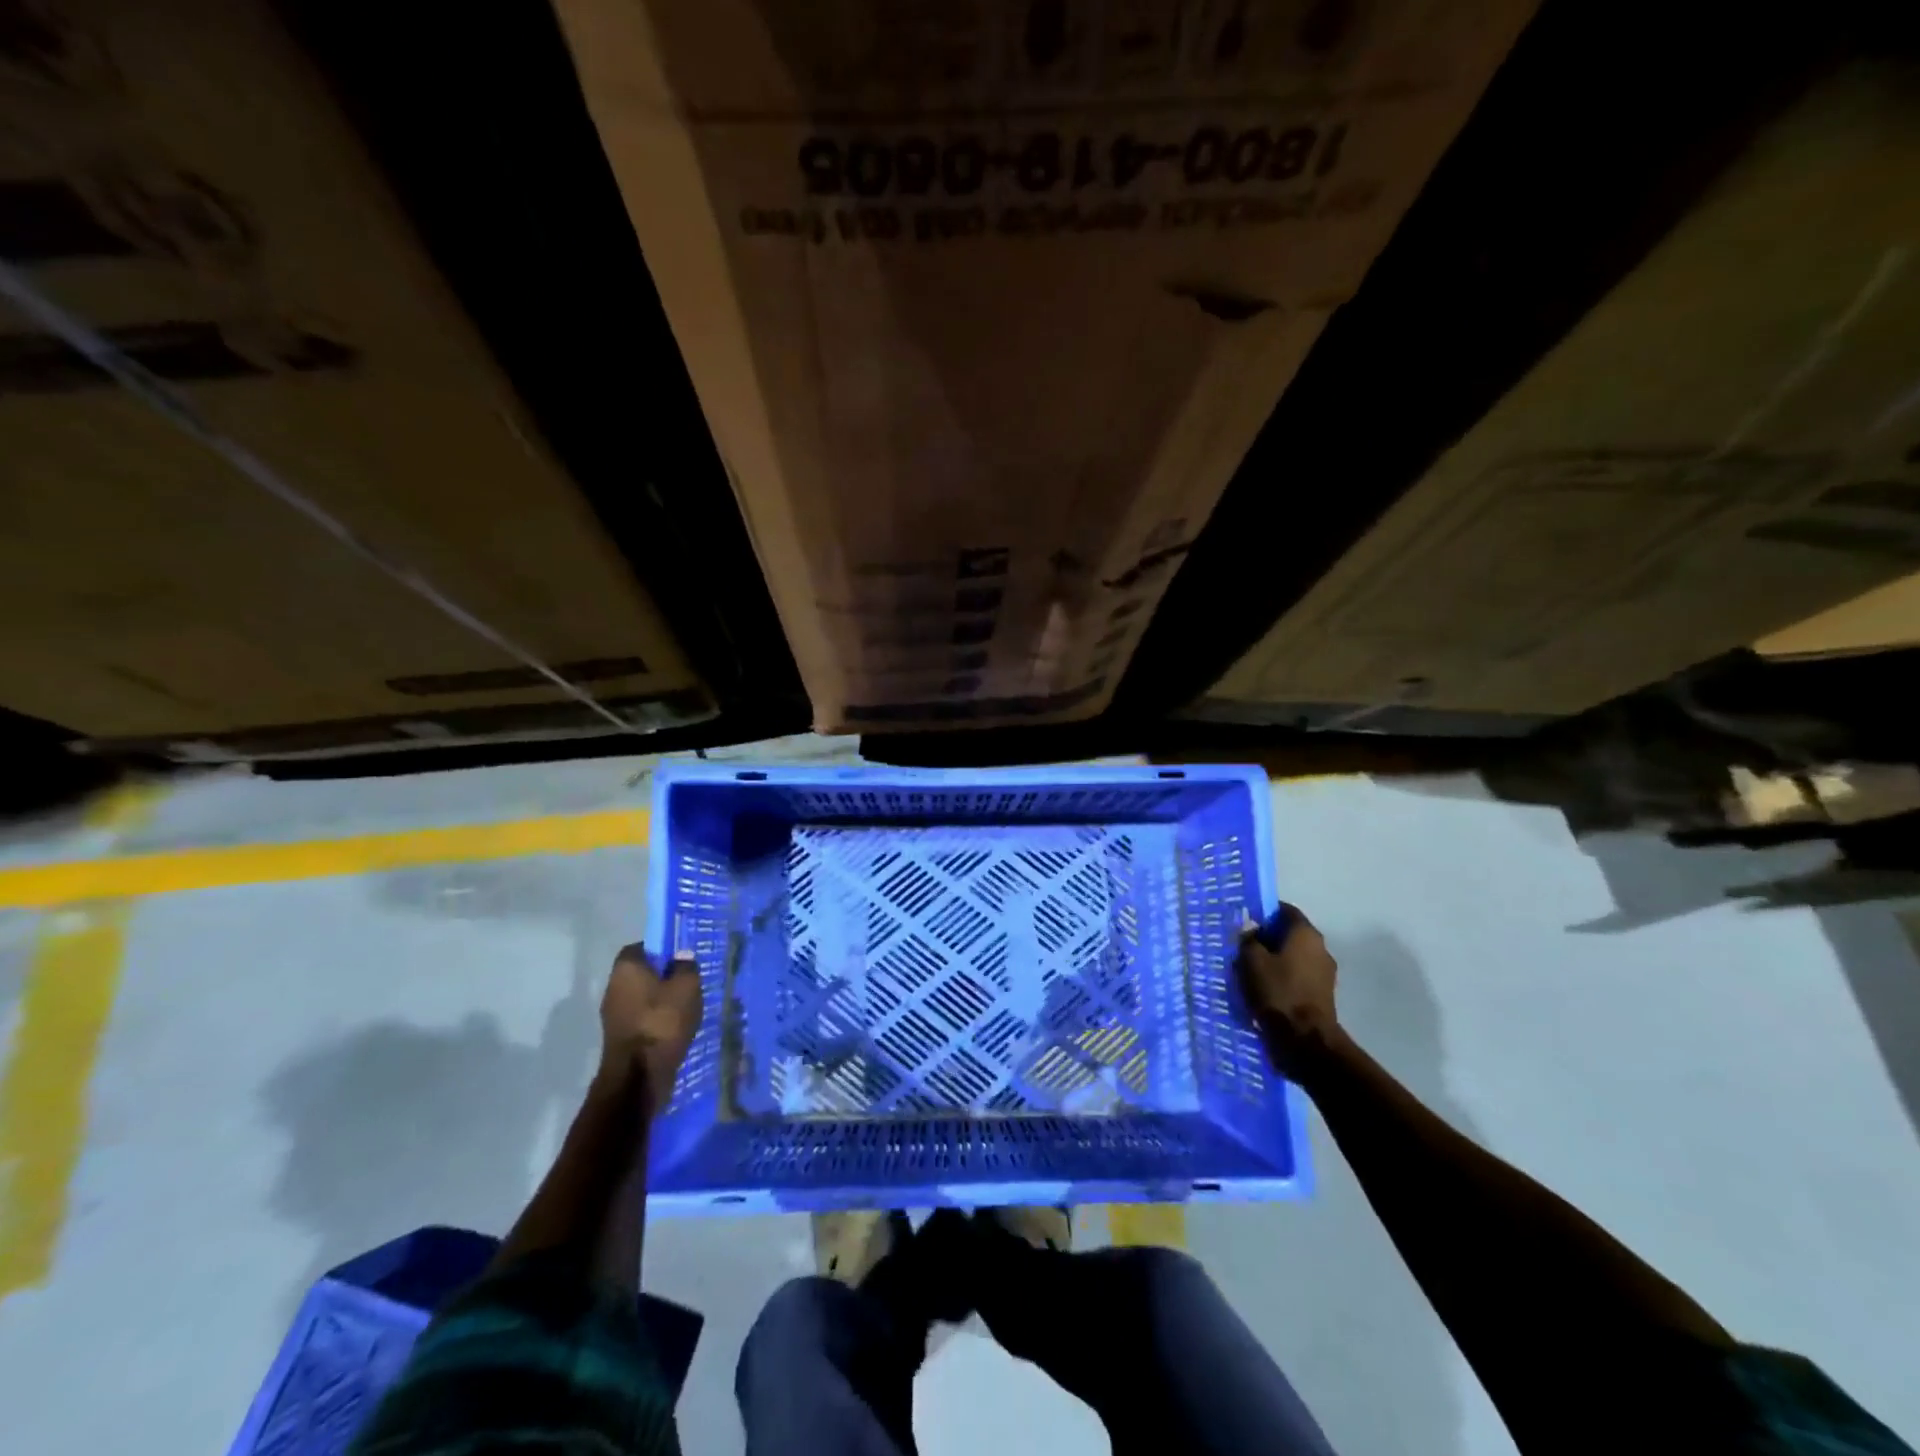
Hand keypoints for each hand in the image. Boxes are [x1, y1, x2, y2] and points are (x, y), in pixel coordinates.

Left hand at [599, 943, 702, 1114]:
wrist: (638, 1076)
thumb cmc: (662, 1022)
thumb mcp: (687, 987)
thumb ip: (687, 967)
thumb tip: (681, 958)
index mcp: (626, 967)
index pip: (641, 947)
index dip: (662, 950)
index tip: (681, 959)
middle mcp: (613, 987)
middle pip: (641, 973)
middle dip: (663, 977)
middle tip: (688, 983)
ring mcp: (613, 1015)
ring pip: (642, 998)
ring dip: (661, 1001)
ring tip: (686, 1009)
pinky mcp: (618, 1037)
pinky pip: (641, 1019)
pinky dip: (656, 1021)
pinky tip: (675, 1029)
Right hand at [1236, 903, 1342, 1076]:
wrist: (1304, 1040)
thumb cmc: (1277, 992)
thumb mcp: (1251, 960)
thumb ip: (1248, 939)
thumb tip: (1250, 929)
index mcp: (1305, 933)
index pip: (1285, 910)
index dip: (1264, 913)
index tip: (1245, 923)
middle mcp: (1320, 948)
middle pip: (1290, 935)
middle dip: (1267, 940)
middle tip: (1243, 949)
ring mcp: (1325, 974)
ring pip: (1294, 958)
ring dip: (1275, 962)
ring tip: (1251, 973)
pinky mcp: (1323, 996)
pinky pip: (1298, 978)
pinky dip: (1283, 980)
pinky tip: (1265, 991)